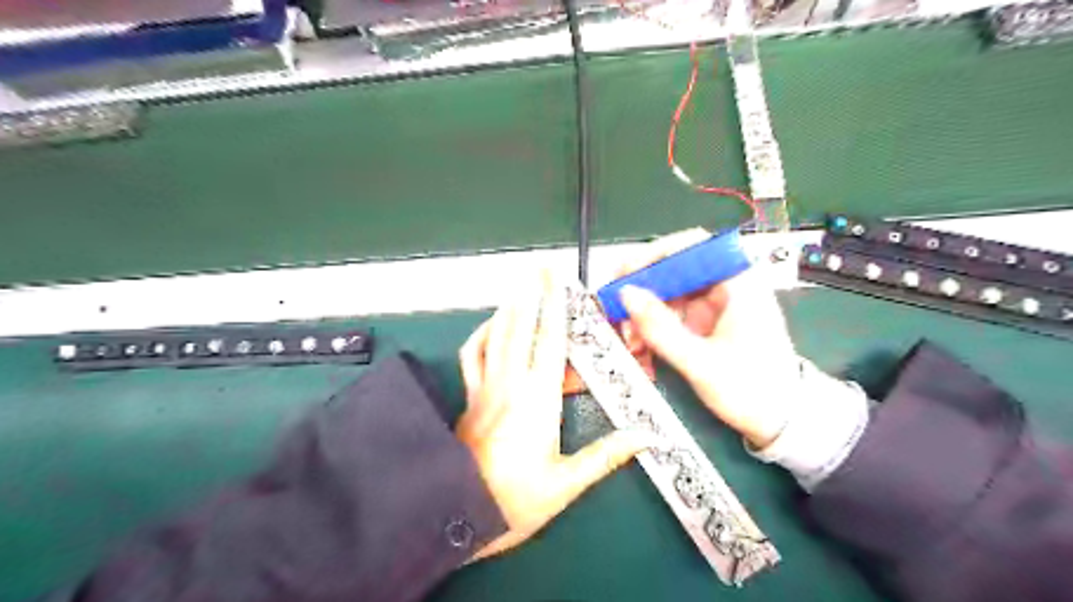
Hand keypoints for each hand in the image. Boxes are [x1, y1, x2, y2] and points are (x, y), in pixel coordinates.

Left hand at [455, 271, 659, 559]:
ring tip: (521, 286)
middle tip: (539, 267)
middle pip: (521, 327)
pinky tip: (492, 326)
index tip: (559, 280)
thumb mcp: (567, 483)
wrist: (458, 514)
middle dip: (532, 293)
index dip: (556, 307)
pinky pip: (473, 355)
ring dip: (509, 307)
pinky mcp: (470, 396)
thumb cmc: (516, 501)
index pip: (550, 341)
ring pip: (496, 335)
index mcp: (538, 399)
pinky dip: (482, 335)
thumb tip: (647, 436)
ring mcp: (485, 387)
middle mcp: (510, 383)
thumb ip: (607, 455)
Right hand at [616, 229, 798, 447]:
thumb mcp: (701, 363)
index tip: (625, 275)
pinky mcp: (705, 322)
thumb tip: (626, 295)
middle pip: (673, 271)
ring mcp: (713, 304)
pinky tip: (644, 353)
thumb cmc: (754, 390)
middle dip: (641, 295)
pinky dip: (652, 331)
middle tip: (616, 314)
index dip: (654, 255)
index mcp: (738, 283)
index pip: (692, 246)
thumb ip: (661, 329)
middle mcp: (724, 286)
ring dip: (643, 317)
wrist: (782, 421)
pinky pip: (670, 315)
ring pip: (666, 295)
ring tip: (632, 345)